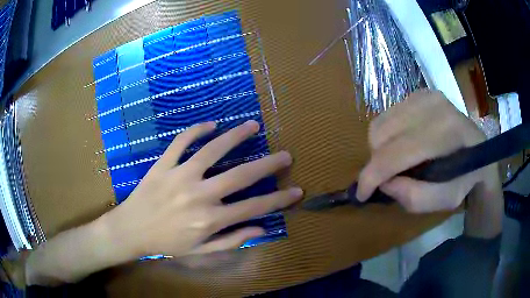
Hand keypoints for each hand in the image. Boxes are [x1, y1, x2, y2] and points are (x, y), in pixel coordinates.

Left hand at [100, 120, 302, 258]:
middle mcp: (199, 195)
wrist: (131, 230)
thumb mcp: (200, 251)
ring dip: (236, 136)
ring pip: (212, 151)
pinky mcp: (163, 164)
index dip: (279, 200)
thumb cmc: (166, 243)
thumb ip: (231, 240)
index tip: (297, 191)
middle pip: (240, 176)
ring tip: (253, 126)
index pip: (254, 208)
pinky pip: (181, 142)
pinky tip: (210, 124)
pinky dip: (196, 130)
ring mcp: (180, 176)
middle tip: (286, 155)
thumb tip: (260, 229)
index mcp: (210, 220)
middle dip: (268, 165)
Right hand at [356, 89, 501, 215]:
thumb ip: (413, 197)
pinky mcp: (420, 92)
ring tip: (397, 162)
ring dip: (381, 148)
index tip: (361, 194)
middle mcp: (433, 105)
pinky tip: (403, 145)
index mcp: (446, 133)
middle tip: (388, 178)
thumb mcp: (444, 201)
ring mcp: (425, 94)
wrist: (480, 151)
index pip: (396, 153)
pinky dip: (388, 135)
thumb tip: (384, 182)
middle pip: (381, 134)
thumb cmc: (466, 179)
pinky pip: (388, 114)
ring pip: (380, 122)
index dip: (372, 176)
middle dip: (377, 162)